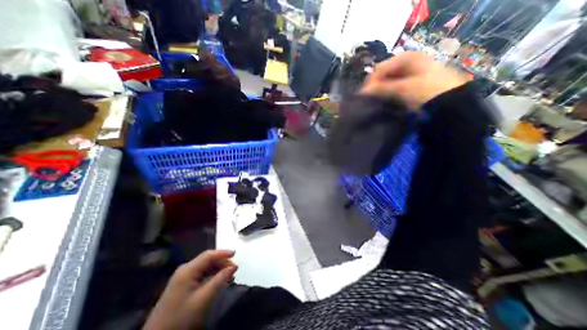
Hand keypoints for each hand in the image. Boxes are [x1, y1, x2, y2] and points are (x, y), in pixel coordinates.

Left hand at [142, 250, 236, 329]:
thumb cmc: (181, 317)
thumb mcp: (203, 298)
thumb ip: (220, 280)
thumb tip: (233, 266)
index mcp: (188, 270)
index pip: (209, 255)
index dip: (223, 253)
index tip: (236, 254)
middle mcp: (185, 269)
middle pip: (207, 260)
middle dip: (222, 262)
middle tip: (234, 269)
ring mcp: (182, 277)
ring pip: (205, 266)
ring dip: (218, 269)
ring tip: (229, 276)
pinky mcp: (182, 284)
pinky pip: (201, 273)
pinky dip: (211, 275)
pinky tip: (218, 281)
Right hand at [360, 51, 465, 107]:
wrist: (451, 105)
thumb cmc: (426, 91)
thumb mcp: (402, 89)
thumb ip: (380, 88)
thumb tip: (362, 92)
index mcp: (407, 57)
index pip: (380, 68)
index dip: (371, 82)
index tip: (364, 96)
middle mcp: (409, 62)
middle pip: (384, 74)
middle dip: (376, 86)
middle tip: (370, 100)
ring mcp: (411, 73)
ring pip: (389, 81)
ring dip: (382, 91)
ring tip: (376, 102)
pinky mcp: (412, 84)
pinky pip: (395, 87)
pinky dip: (389, 94)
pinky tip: (386, 101)